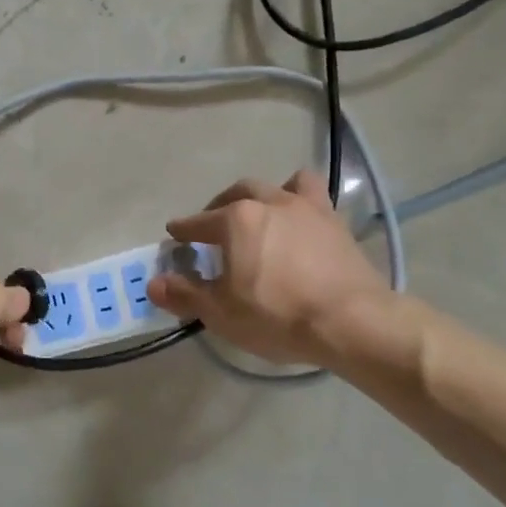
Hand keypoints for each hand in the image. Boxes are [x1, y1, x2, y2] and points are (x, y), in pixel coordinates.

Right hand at [148, 169, 390, 366]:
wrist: (351, 320)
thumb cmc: (278, 316)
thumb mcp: (222, 313)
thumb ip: (186, 294)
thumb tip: (153, 283)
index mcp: (236, 220)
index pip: (199, 222)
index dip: (184, 229)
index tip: (174, 233)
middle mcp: (270, 202)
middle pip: (238, 194)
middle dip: (220, 206)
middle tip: (214, 224)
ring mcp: (307, 208)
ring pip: (280, 185)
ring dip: (264, 195)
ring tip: (262, 212)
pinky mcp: (336, 221)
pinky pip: (314, 197)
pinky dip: (301, 202)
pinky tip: (301, 221)